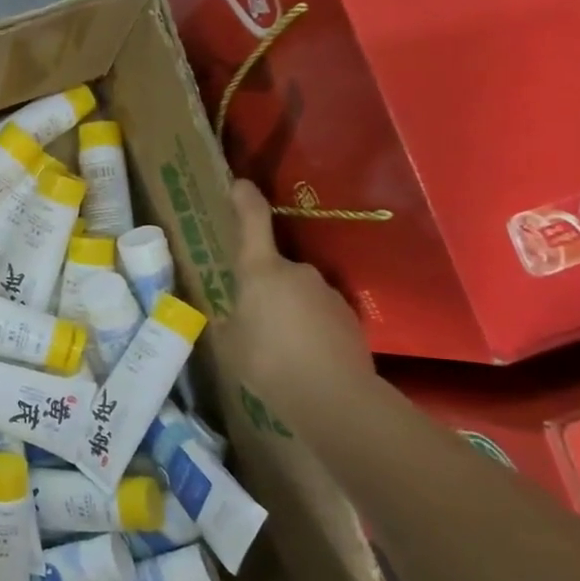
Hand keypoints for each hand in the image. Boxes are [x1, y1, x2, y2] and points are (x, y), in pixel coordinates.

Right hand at [230, 180, 372, 403]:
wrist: (334, 397)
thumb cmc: (268, 362)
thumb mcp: (230, 343)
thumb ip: (230, 322)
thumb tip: (234, 317)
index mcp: (261, 271)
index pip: (253, 222)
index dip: (245, 200)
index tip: (239, 183)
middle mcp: (298, 271)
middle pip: (274, 268)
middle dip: (263, 288)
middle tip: (252, 320)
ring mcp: (327, 293)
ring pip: (298, 293)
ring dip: (288, 310)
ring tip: (279, 347)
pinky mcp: (349, 318)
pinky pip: (319, 315)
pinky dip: (309, 329)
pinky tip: (303, 358)